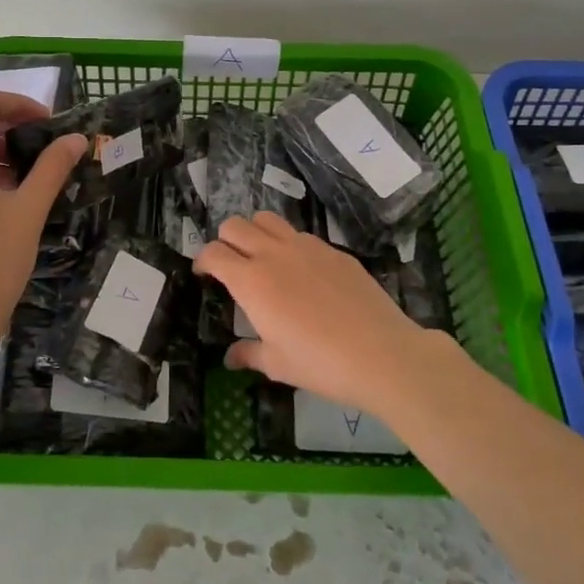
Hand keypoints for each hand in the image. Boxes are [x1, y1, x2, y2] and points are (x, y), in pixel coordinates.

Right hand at [195, 212, 434, 411]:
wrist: (381, 353)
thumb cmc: (320, 363)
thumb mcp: (277, 364)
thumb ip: (249, 354)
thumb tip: (231, 357)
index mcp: (251, 281)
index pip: (214, 253)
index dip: (203, 261)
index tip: (205, 274)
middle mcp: (273, 254)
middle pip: (235, 226)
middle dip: (225, 240)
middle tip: (231, 265)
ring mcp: (306, 246)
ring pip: (267, 219)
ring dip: (255, 232)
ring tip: (262, 257)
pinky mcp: (333, 250)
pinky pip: (300, 234)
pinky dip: (289, 244)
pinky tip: (302, 271)